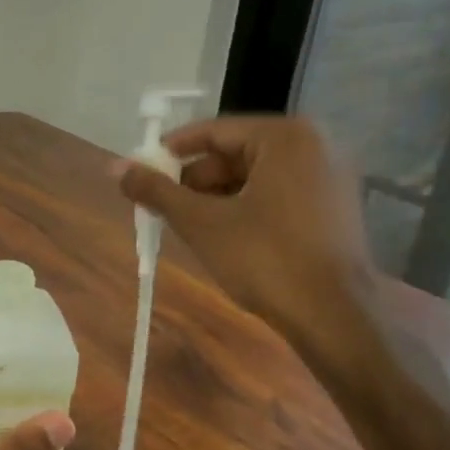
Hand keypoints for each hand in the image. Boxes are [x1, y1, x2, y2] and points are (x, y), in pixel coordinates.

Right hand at [117, 115, 377, 365]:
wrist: (334, 317)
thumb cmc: (265, 259)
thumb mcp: (200, 222)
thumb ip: (156, 190)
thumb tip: (115, 167)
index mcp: (285, 137)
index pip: (213, 131)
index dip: (170, 153)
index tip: (141, 173)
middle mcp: (315, 145)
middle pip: (235, 153)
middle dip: (193, 180)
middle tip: (160, 205)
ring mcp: (330, 177)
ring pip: (254, 176)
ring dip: (216, 197)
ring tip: (185, 225)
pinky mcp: (335, 207)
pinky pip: (277, 194)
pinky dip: (245, 208)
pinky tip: (221, 236)